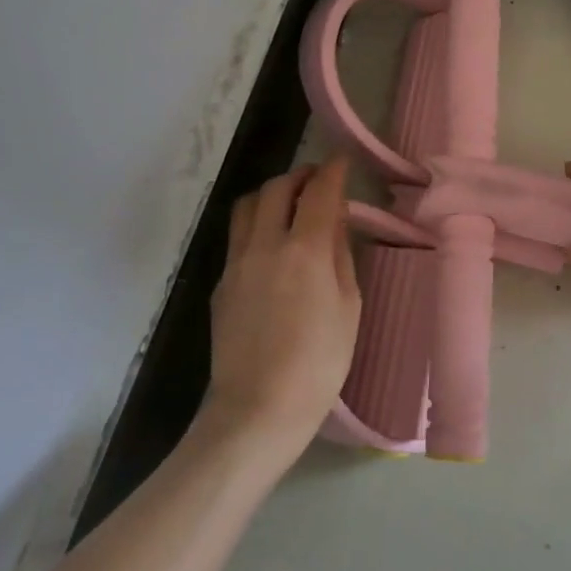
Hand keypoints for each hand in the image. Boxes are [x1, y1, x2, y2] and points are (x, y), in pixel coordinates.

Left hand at [203, 157, 361, 464]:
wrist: (258, 409)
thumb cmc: (319, 364)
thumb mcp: (349, 307)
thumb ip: (341, 256)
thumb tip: (335, 222)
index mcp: (304, 250)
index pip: (319, 192)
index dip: (333, 171)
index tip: (342, 162)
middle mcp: (265, 245)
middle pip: (277, 188)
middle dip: (301, 176)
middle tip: (319, 182)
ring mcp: (236, 263)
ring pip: (248, 206)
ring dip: (272, 194)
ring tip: (291, 205)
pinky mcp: (220, 283)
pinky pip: (238, 236)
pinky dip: (257, 224)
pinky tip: (271, 245)